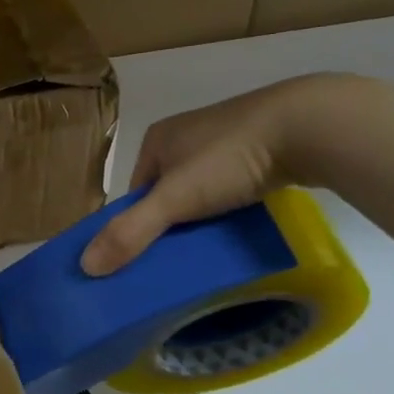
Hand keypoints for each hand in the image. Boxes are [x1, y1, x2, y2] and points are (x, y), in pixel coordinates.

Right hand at [81, 73, 385, 275]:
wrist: (308, 127)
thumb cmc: (229, 158)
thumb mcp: (175, 199)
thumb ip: (131, 232)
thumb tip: (85, 266)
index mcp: (158, 139)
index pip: (135, 192)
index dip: (137, 225)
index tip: (149, 259)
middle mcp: (186, 136)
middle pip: (167, 193)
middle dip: (172, 223)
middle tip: (181, 258)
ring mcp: (224, 140)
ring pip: (201, 191)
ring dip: (203, 217)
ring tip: (213, 246)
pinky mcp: (260, 149)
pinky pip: (232, 186)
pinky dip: (231, 207)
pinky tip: (242, 225)